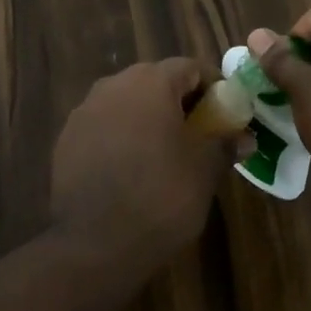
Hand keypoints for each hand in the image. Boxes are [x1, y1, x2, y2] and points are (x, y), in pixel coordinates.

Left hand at [51, 58, 232, 272]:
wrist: (95, 243)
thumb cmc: (161, 196)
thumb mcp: (204, 170)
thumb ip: (225, 144)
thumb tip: (244, 137)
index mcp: (150, 83)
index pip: (190, 67)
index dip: (213, 86)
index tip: (227, 112)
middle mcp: (113, 85)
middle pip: (155, 81)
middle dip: (180, 101)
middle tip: (200, 132)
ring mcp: (84, 111)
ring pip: (126, 102)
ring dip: (148, 117)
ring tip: (165, 151)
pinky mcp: (66, 138)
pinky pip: (103, 125)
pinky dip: (121, 136)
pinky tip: (131, 167)